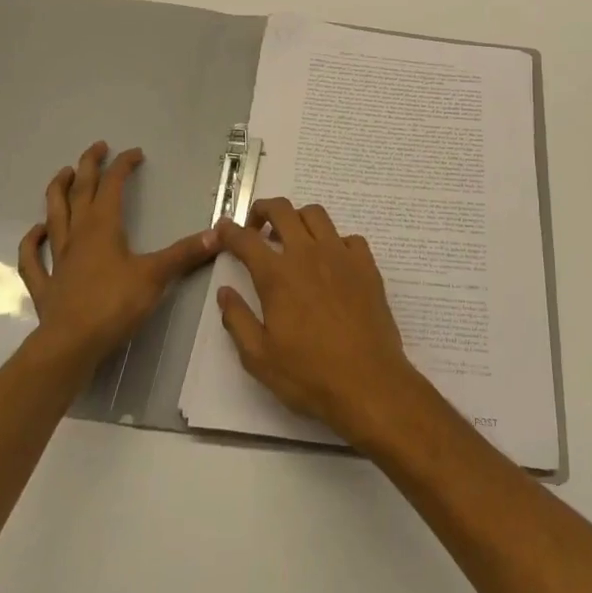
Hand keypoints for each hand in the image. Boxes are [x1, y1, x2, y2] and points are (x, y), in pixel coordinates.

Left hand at [18, 141, 217, 368]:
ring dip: (57, 192)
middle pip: (80, 191)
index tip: (135, 153)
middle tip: (97, 147)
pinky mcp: (46, 284)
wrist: (71, 345)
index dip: (123, 165)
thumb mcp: (156, 276)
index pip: (113, 185)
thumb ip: (185, 253)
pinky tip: (35, 231)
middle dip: (89, 166)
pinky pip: (32, 258)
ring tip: (63, 174)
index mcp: (103, 226)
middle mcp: (78, 234)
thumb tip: (218, 233)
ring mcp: (57, 258)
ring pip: (54, 215)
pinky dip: (31, 241)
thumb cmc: (114, 305)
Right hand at [215, 197, 430, 448]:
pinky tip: (331, 261)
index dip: (229, 231)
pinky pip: (348, 237)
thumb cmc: (309, 374)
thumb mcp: (258, 357)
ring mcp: (340, 255)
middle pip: (282, 210)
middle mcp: (307, 254)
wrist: (368, 383)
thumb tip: (225, 291)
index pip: (245, 240)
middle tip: (256, 227)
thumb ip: (237, 319)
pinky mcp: (366, 264)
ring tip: (292, 239)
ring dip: (297, 219)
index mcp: (277, 275)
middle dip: (262, 210)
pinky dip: (334, 241)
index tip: (223, 229)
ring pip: (316, 215)